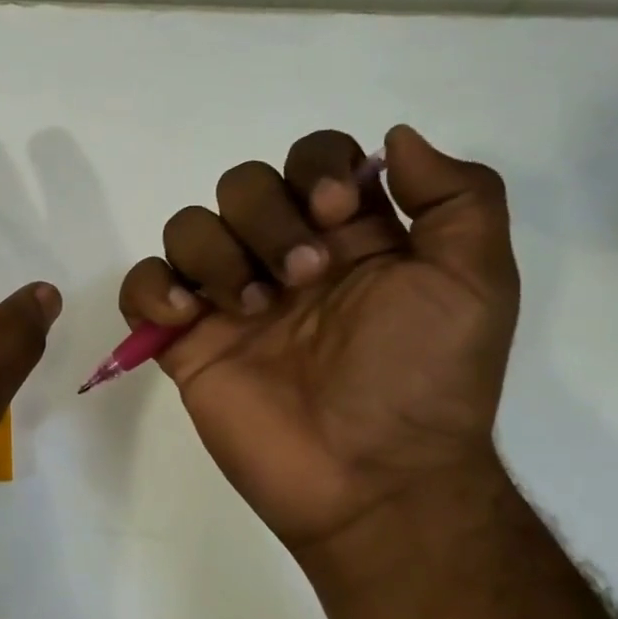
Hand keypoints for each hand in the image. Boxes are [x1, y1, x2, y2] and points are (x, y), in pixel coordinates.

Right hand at [118, 124, 517, 557]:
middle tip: (303, 279)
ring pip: (188, 226)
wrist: (372, 480)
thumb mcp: (475, 282)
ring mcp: (230, 299)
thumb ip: (458, 196)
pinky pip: (142, 286)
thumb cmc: (423, 380)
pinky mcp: (185, 341)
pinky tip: (187, 317)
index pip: (313, 158)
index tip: (337, 214)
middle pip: (242, 184)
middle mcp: (285, 257)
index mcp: (350, 237)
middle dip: (267, 219)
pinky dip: (153, 288)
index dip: (315, 169)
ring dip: (216, 254)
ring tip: (250, 311)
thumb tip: (394, 138)